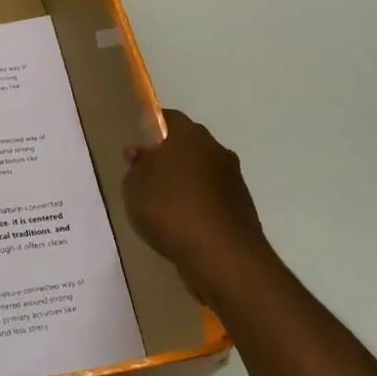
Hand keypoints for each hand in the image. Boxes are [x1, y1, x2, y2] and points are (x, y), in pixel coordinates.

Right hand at [123, 110, 276, 306]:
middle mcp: (215, 150)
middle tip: (146, 178)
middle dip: (168, 157)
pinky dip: (198, 206)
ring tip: (162, 207)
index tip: (137, 146)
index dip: (151, 129)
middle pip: (188, 145)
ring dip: (185, 183)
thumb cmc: (170, 210)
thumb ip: (136, 168)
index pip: (168, 119)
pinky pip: (212, 198)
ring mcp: (233, 179)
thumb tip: (141, 154)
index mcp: (189, 136)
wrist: (222, 256)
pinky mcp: (241, 207)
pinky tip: (182, 226)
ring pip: (201, 172)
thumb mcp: (134, 187)